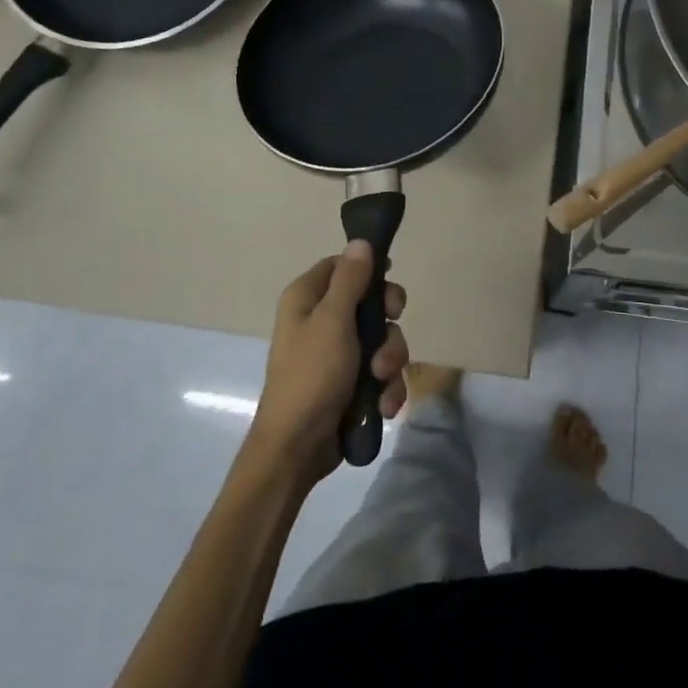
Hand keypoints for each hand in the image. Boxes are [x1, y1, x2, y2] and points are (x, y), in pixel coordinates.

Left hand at [249, 241, 408, 483]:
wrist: (298, 446)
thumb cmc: (311, 374)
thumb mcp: (333, 321)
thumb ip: (351, 280)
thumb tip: (360, 241)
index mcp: (307, 298)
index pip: (341, 266)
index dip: (368, 270)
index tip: (390, 280)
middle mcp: (320, 321)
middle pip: (368, 303)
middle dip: (386, 324)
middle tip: (389, 332)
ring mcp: (335, 354)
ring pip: (380, 341)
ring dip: (389, 360)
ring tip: (380, 380)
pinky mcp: (349, 383)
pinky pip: (379, 373)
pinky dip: (385, 387)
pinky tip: (384, 405)